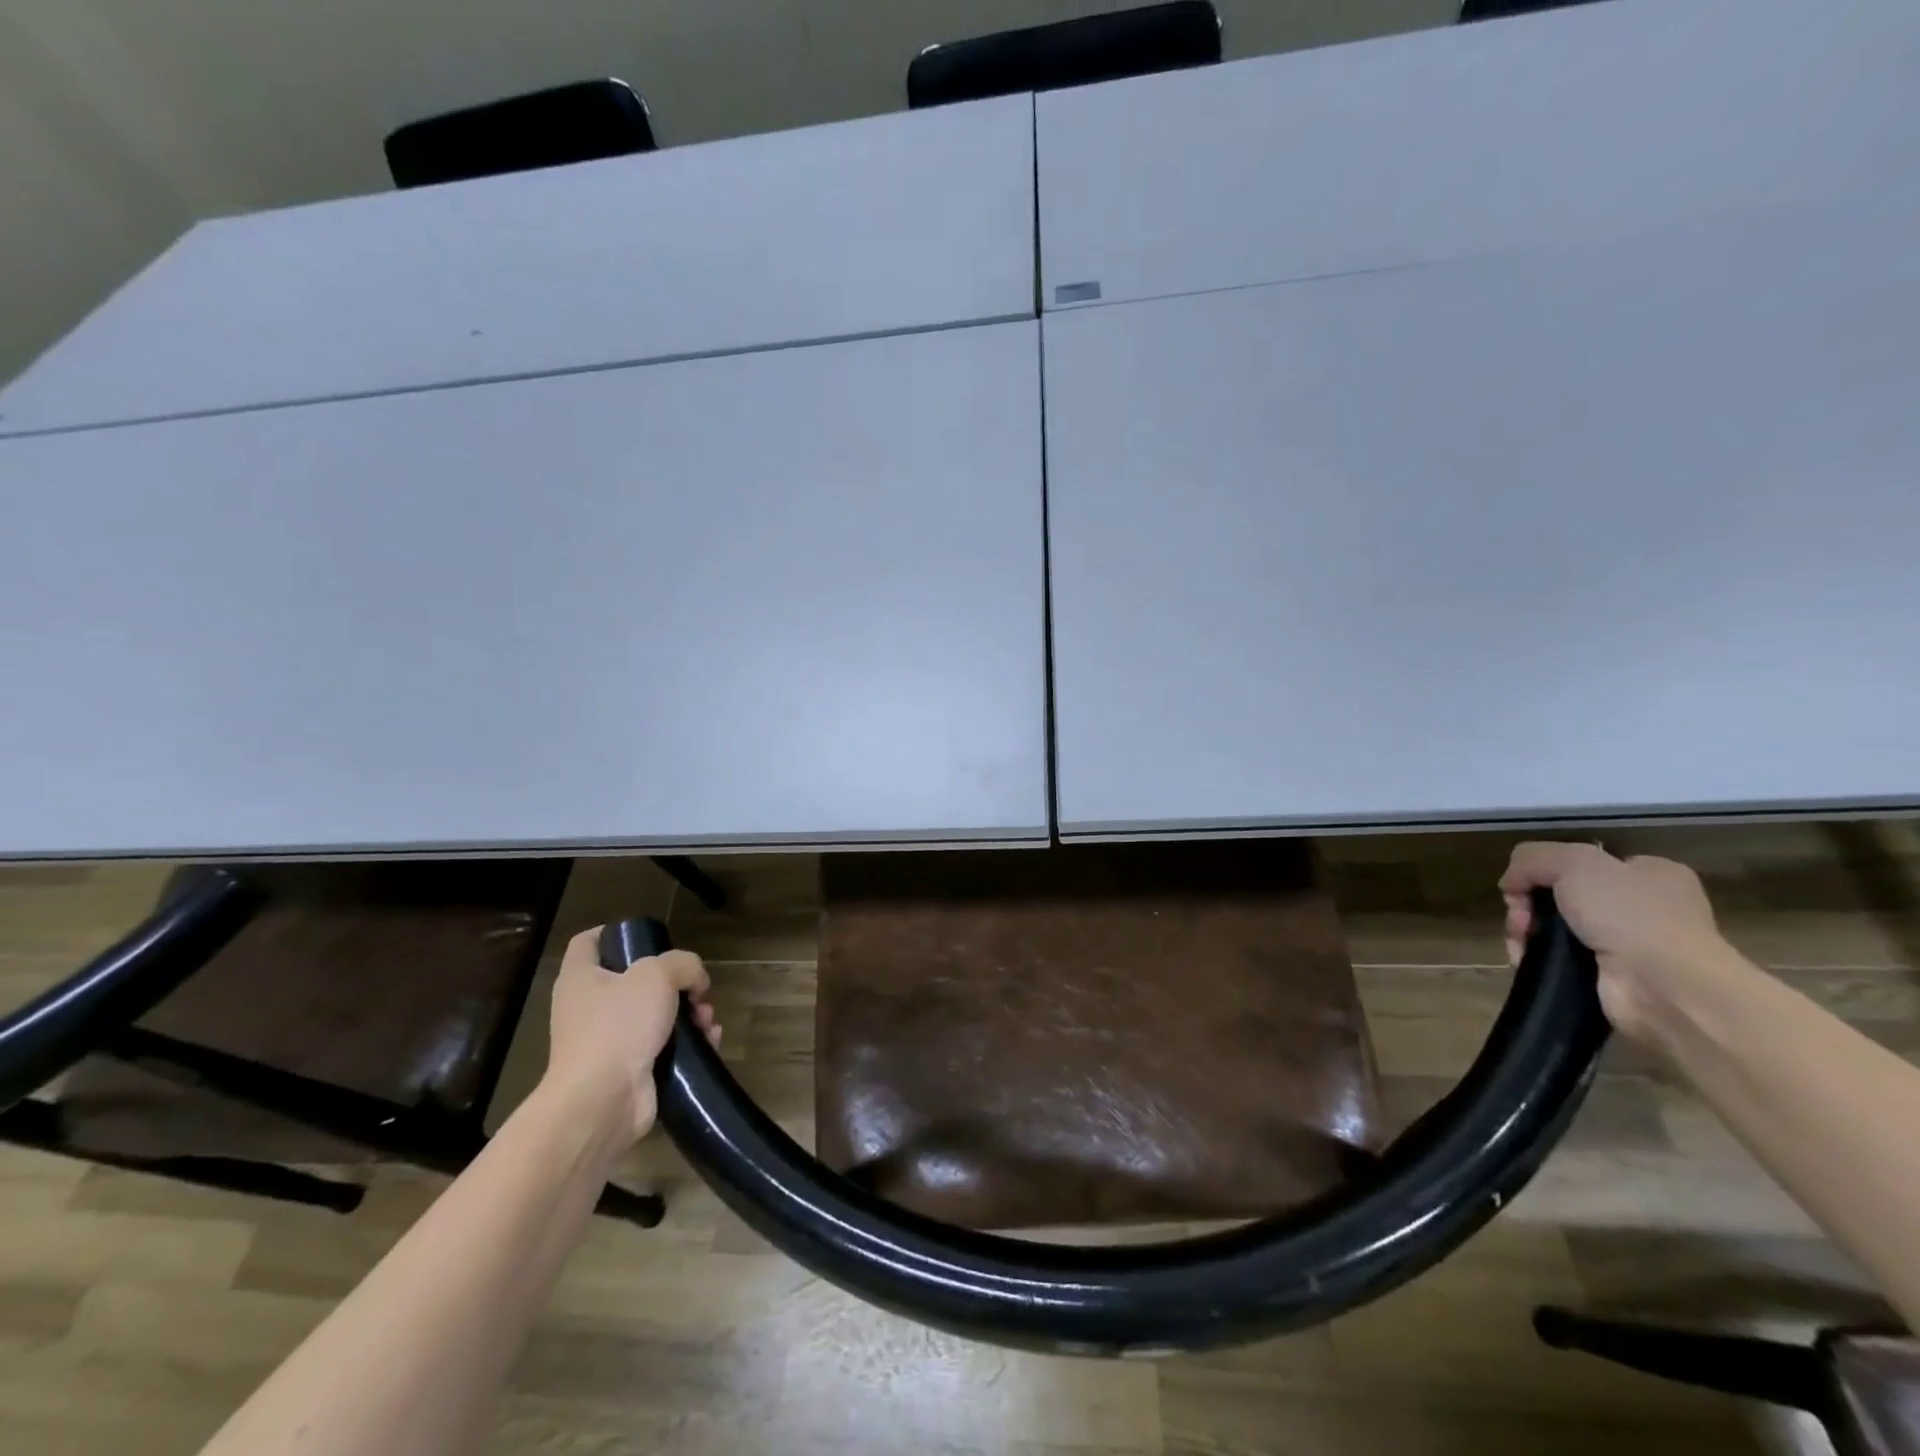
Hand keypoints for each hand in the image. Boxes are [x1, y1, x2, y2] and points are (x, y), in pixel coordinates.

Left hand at [543, 927, 720, 1144]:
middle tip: (697, 988)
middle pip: (635, 981)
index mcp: (581, 978)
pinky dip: (688, 1043)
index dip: (615, 932)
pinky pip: (664, 1047)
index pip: (589, 942)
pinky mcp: (628, 1071)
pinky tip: (710, 1041)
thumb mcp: (657, 975)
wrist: (603, 1102)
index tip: (648, 935)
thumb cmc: (619, 1026)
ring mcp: (608, 1042)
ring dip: (689, 1013)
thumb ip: (682, 964)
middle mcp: (589, 1008)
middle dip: (676, 982)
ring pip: (656, 1014)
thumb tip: (695, 981)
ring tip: (707, 1019)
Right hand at [1500, 842, 1727, 1038]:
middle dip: (1528, 905)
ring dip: (1526, 932)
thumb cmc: (1629, 914)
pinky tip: (1526, 959)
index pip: (1584, 864)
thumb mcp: (1574, 862)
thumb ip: (1533, 858)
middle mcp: (1644, 907)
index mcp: (1650, 874)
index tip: (1524, 885)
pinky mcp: (1610, 978)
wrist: (1664, 987)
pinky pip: (1559, 959)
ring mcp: (1629, 945)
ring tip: (1520, 942)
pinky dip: (1536, 957)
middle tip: (1520, 918)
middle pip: (1561, 896)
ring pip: (1555, 928)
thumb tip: (1511, 884)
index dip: (1546, 871)